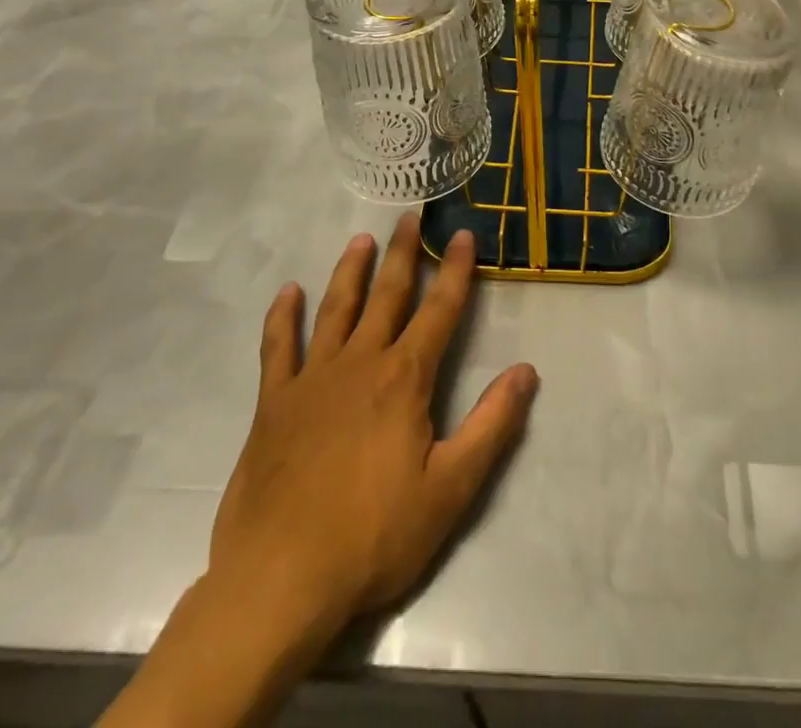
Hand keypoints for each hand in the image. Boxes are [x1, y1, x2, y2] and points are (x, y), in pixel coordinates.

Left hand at [207, 215, 537, 639]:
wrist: (280, 581)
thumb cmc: (374, 537)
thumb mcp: (451, 490)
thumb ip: (491, 426)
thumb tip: (526, 371)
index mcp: (404, 379)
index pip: (439, 311)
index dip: (455, 271)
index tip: (463, 235)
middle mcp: (359, 363)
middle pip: (386, 295)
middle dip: (403, 254)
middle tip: (410, 217)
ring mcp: (312, 379)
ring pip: (335, 309)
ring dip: (350, 271)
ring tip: (360, 240)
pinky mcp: (274, 403)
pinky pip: (278, 347)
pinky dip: (283, 317)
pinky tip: (287, 293)